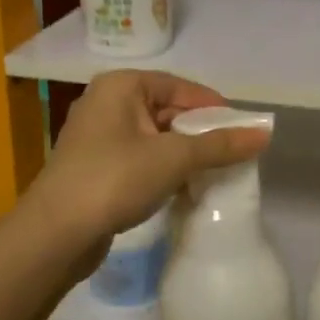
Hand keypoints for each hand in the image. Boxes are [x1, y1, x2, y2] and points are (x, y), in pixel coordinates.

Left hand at [26, 71, 270, 263]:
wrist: (55, 233)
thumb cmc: (115, 179)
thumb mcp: (174, 158)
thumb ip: (219, 145)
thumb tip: (265, 133)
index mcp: (121, 86)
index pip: (179, 86)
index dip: (214, 106)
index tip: (242, 129)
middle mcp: (106, 102)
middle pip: (167, 110)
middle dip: (200, 132)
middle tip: (233, 153)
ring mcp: (97, 136)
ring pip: (153, 136)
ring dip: (183, 153)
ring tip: (214, 172)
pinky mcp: (94, 167)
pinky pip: (139, 158)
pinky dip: (162, 168)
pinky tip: (183, 188)